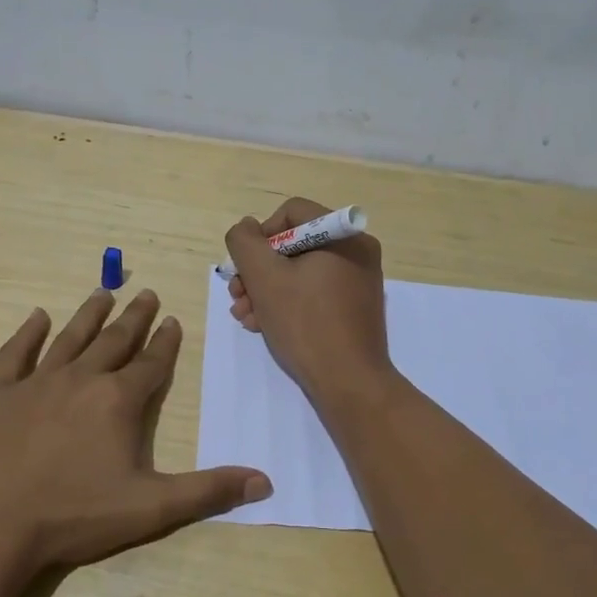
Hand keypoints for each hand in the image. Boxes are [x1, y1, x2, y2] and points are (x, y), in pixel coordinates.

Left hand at [0, 288, 271, 574]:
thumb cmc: (75, 516)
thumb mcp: (151, 508)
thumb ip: (208, 491)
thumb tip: (264, 481)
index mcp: (118, 400)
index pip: (151, 363)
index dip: (165, 343)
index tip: (173, 320)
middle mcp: (81, 379)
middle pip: (115, 340)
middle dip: (134, 317)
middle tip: (146, 294)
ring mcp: (37, 383)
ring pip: (70, 337)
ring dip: (90, 315)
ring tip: (104, 292)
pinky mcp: (0, 395)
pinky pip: (15, 354)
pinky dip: (27, 333)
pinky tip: (37, 317)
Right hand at [224, 198, 392, 401]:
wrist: (350, 383)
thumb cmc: (306, 323)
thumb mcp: (264, 277)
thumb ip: (245, 243)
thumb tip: (246, 228)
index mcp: (344, 235)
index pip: (291, 213)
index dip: (260, 236)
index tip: (246, 268)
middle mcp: (357, 251)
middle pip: (293, 244)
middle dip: (259, 270)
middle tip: (237, 295)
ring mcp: (359, 281)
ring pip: (300, 271)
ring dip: (267, 290)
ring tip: (245, 316)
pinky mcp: (355, 307)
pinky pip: (315, 292)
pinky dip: (288, 303)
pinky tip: (264, 325)